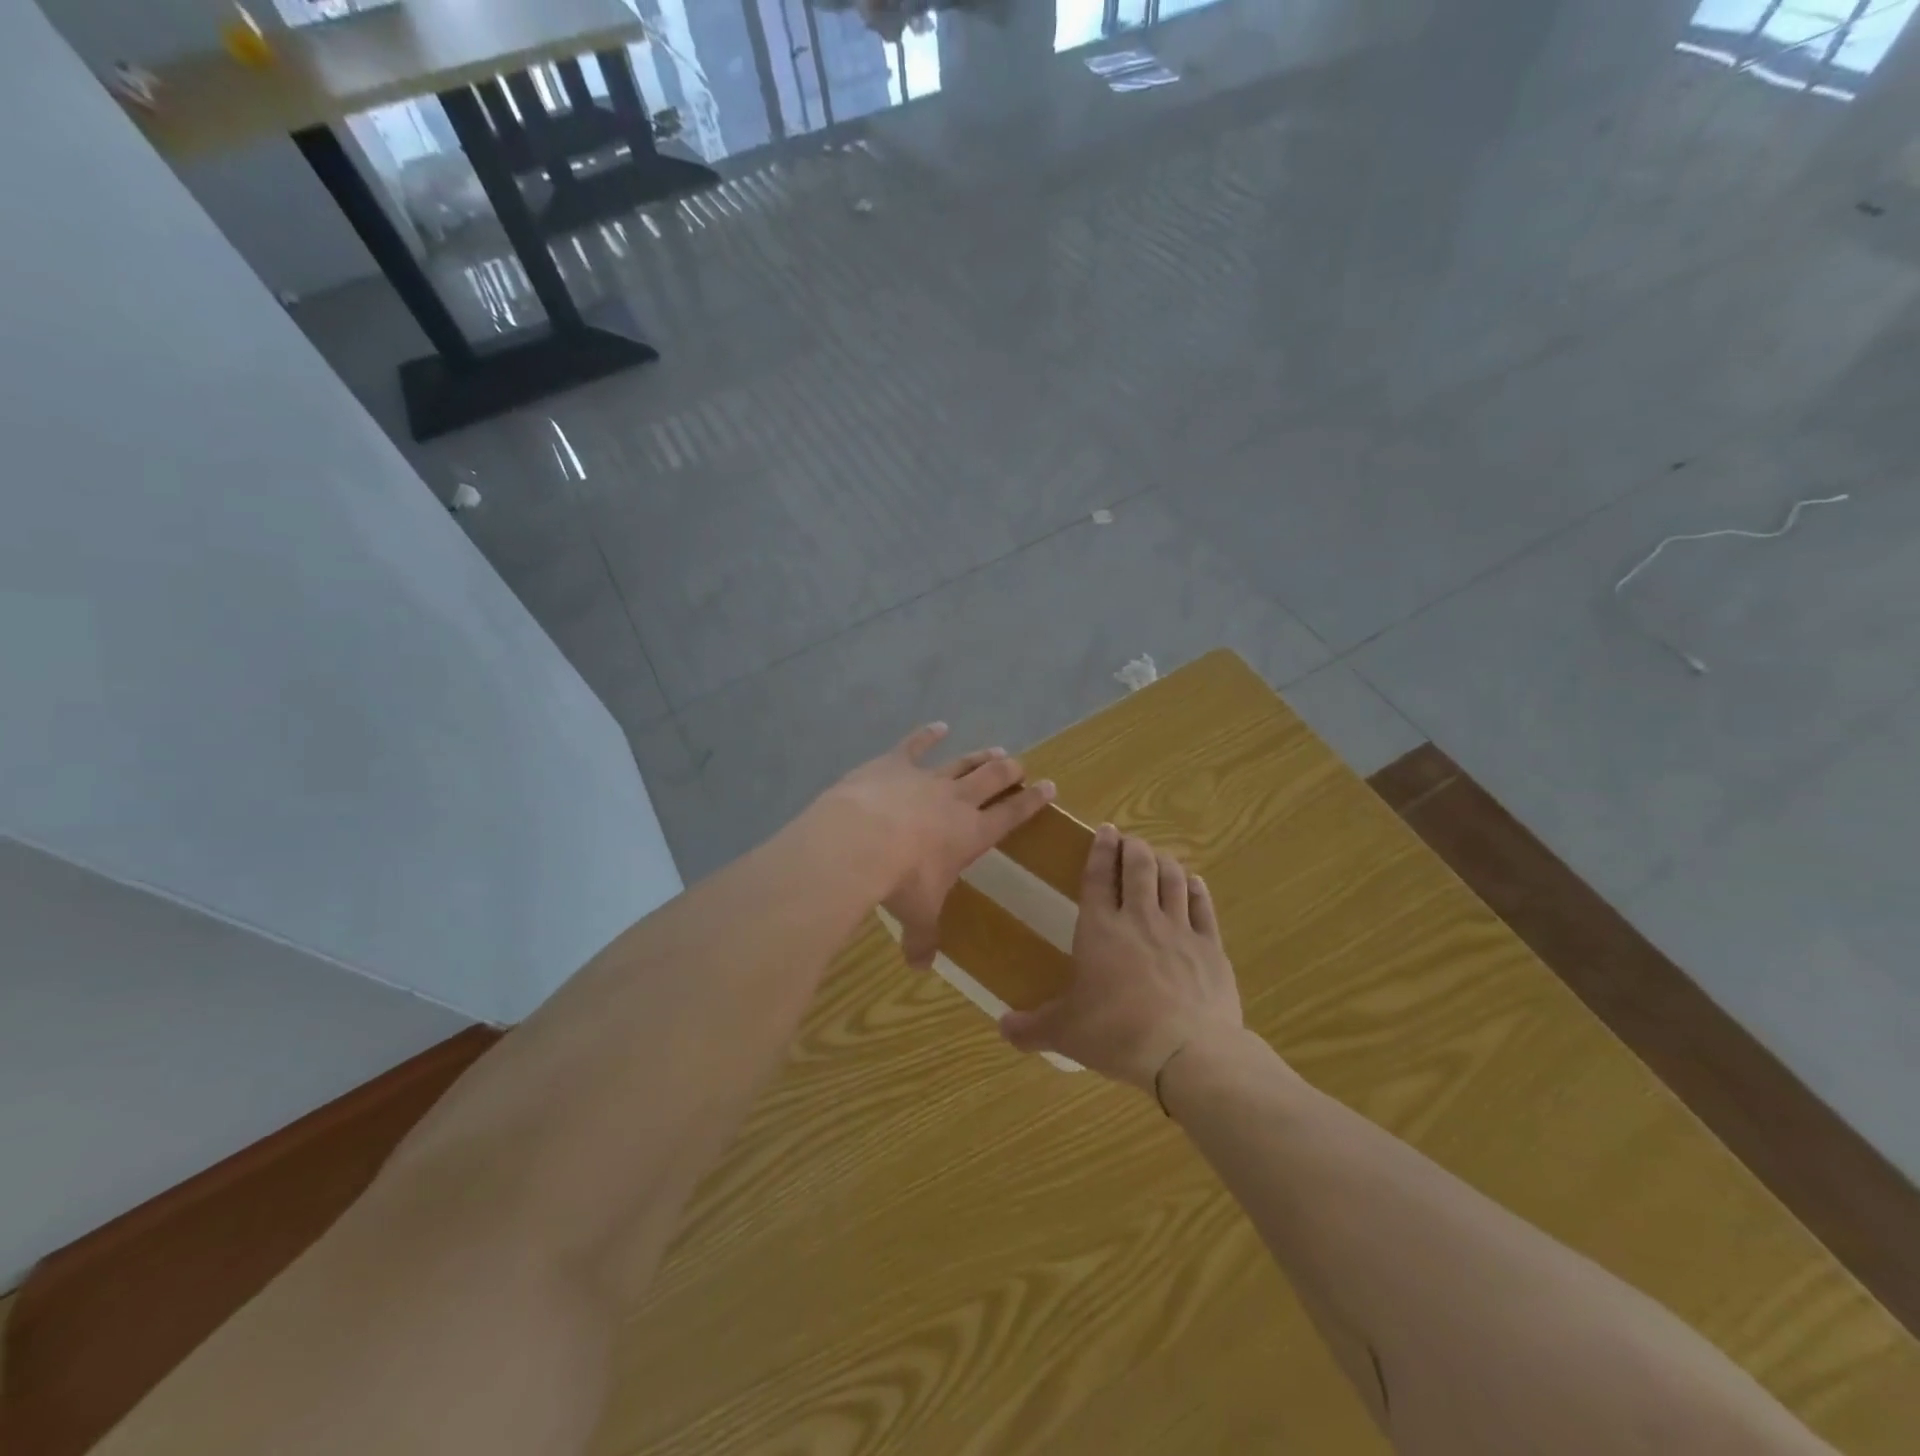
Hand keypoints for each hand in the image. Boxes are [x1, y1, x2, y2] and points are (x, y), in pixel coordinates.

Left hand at [819, 723, 1055, 965]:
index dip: (1032, 801)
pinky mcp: (894, 763)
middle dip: (1010, 771)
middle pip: (993, 779)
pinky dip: (927, 735)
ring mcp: (927, 778)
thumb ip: (921, 939)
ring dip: (979, 756)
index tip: (1049, 786)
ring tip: (995, 750)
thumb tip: (919, 968)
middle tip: (1020, 765)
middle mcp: (956, 801)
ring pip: (962, 762)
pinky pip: (915, 745)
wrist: (860, 841)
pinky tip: (938, 726)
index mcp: (972, 834)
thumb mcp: (916, 915)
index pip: (1012, 814)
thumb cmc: (900, 881)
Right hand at [999, 825, 1242, 1091]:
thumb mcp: (1065, 1033)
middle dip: (1134, 848)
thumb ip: (1032, 1027)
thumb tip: (1002, 1027)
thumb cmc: (1117, 1034)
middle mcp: (1140, 919)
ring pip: (1172, 880)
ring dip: (1163, 862)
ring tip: (1158, 855)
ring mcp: (1179, 931)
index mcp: (1100, 930)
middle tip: (1130, 840)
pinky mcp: (1210, 948)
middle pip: (1139, 868)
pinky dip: (1196, 889)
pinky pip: (1203, 907)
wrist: (1187, 1053)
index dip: (1101, 850)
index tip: (1106, 830)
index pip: (1098, 878)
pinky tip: (1193, 881)